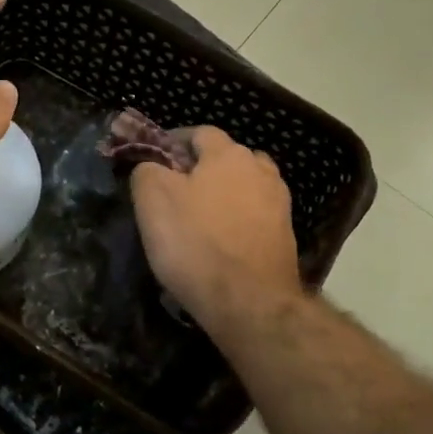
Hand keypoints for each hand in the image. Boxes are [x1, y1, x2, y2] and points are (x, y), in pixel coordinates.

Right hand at [130, 127, 302, 334]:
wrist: (250, 301)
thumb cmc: (195, 243)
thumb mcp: (152, 200)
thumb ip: (147, 170)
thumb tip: (151, 166)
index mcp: (228, 154)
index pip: (199, 132)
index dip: (174, 142)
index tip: (154, 161)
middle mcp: (260, 170)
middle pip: (227, 158)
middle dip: (202, 168)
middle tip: (175, 191)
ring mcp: (279, 203)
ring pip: (244, 187)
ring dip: (223, 194)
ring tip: (200, 218)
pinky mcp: (285, 236)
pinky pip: (254, 217)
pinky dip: (237, 221)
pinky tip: (221, 242)